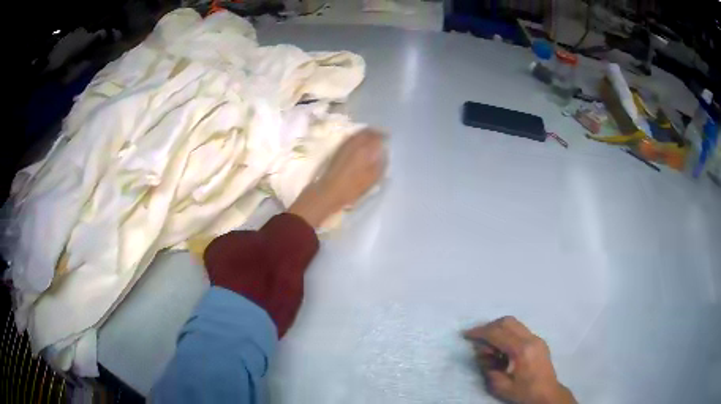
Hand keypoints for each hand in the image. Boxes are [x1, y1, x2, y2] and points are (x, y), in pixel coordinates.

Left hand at [289, 128, 385, 226]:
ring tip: (372, 140)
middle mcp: (355, 143)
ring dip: (366, 134)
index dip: (384, 137)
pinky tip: (360, 144)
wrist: (329, 190)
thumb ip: (380, 162)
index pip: (377, 136)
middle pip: (368, 131)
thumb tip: (383, 151)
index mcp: (365, 149)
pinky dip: (358, 137)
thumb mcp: (372, 178)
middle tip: (381, 138)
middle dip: (375, 133)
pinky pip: (351, 137)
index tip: (388, 139)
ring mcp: (345, 144)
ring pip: (359, 133)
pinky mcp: (339, 148)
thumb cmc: (352, 187)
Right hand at [464, 317, 575, 403]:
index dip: (480, 332)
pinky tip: (501, 347)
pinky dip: (507, 333)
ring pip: (514, 323)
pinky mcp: (539, 341)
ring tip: (488, 343)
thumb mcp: (499, 385)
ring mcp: (537, 338)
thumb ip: (488, 366)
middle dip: (489, 327)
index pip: (497, 333)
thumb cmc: (523, 392)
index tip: (466, 335)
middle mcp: (531, 339)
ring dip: (498, 329)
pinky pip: (520, 330)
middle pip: (507, 322)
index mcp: (521, 350)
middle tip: (476, 338)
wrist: (546, 394)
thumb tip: (480, 350)